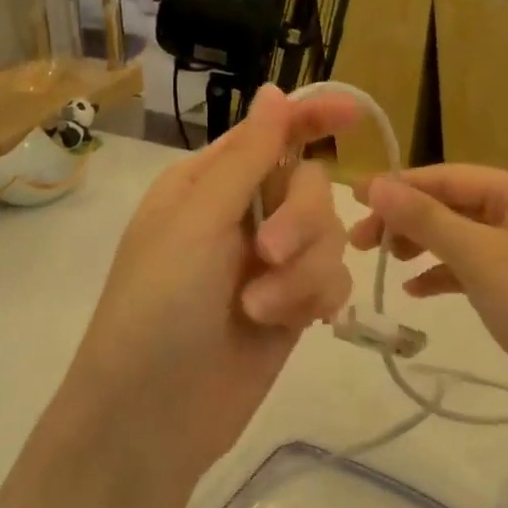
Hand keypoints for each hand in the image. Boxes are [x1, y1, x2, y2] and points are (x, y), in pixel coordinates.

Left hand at [65, 85, 358, 484]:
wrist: (151, 416)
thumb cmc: (158, 306)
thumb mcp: (197, 221)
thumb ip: (246, 157)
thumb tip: (273, 91)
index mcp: (209, 183)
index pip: (270, 133)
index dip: (313, 117)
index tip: (356, 113)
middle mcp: (242, 215)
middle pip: (310, 185)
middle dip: (301, 219)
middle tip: (269, 254)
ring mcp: (269, 262)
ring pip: (328, 236)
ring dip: (302, 271)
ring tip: (260, 309)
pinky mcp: (291, 305)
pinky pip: (332, 279)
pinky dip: (313, 298)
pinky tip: (289, 325)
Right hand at [351, 165, 507, 422]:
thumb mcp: (478, 256)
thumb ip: (425, 218)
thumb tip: (376, 184)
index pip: (450, 178)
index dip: (400, 186)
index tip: (354, 196)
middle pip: (454, 205)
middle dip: (407, 220)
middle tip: (360, 242)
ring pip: (462, 236)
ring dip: (422, 246)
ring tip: (383, 262)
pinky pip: (475, 266)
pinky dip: (445, 273)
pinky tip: (415, 290)